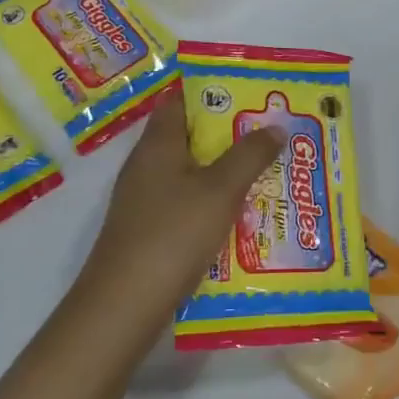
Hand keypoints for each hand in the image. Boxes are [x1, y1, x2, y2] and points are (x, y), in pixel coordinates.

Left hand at [80, 91, 283, 320]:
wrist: (124, 305)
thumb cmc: (173, 234)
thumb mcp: (220, 190)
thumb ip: (250, 155)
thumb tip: (274, 126)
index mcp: (158, 144)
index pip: (180, 101)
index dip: (212, 92)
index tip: (249, 94)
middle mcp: (147, 166)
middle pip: (189, 137)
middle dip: (228, 135)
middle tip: (269, 133)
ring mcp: (144, 201)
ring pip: (190, 173)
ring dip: (224, 171)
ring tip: (266, 171)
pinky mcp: (148, 231)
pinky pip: (186, 204)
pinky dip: (212, 203)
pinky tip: (240, 216)